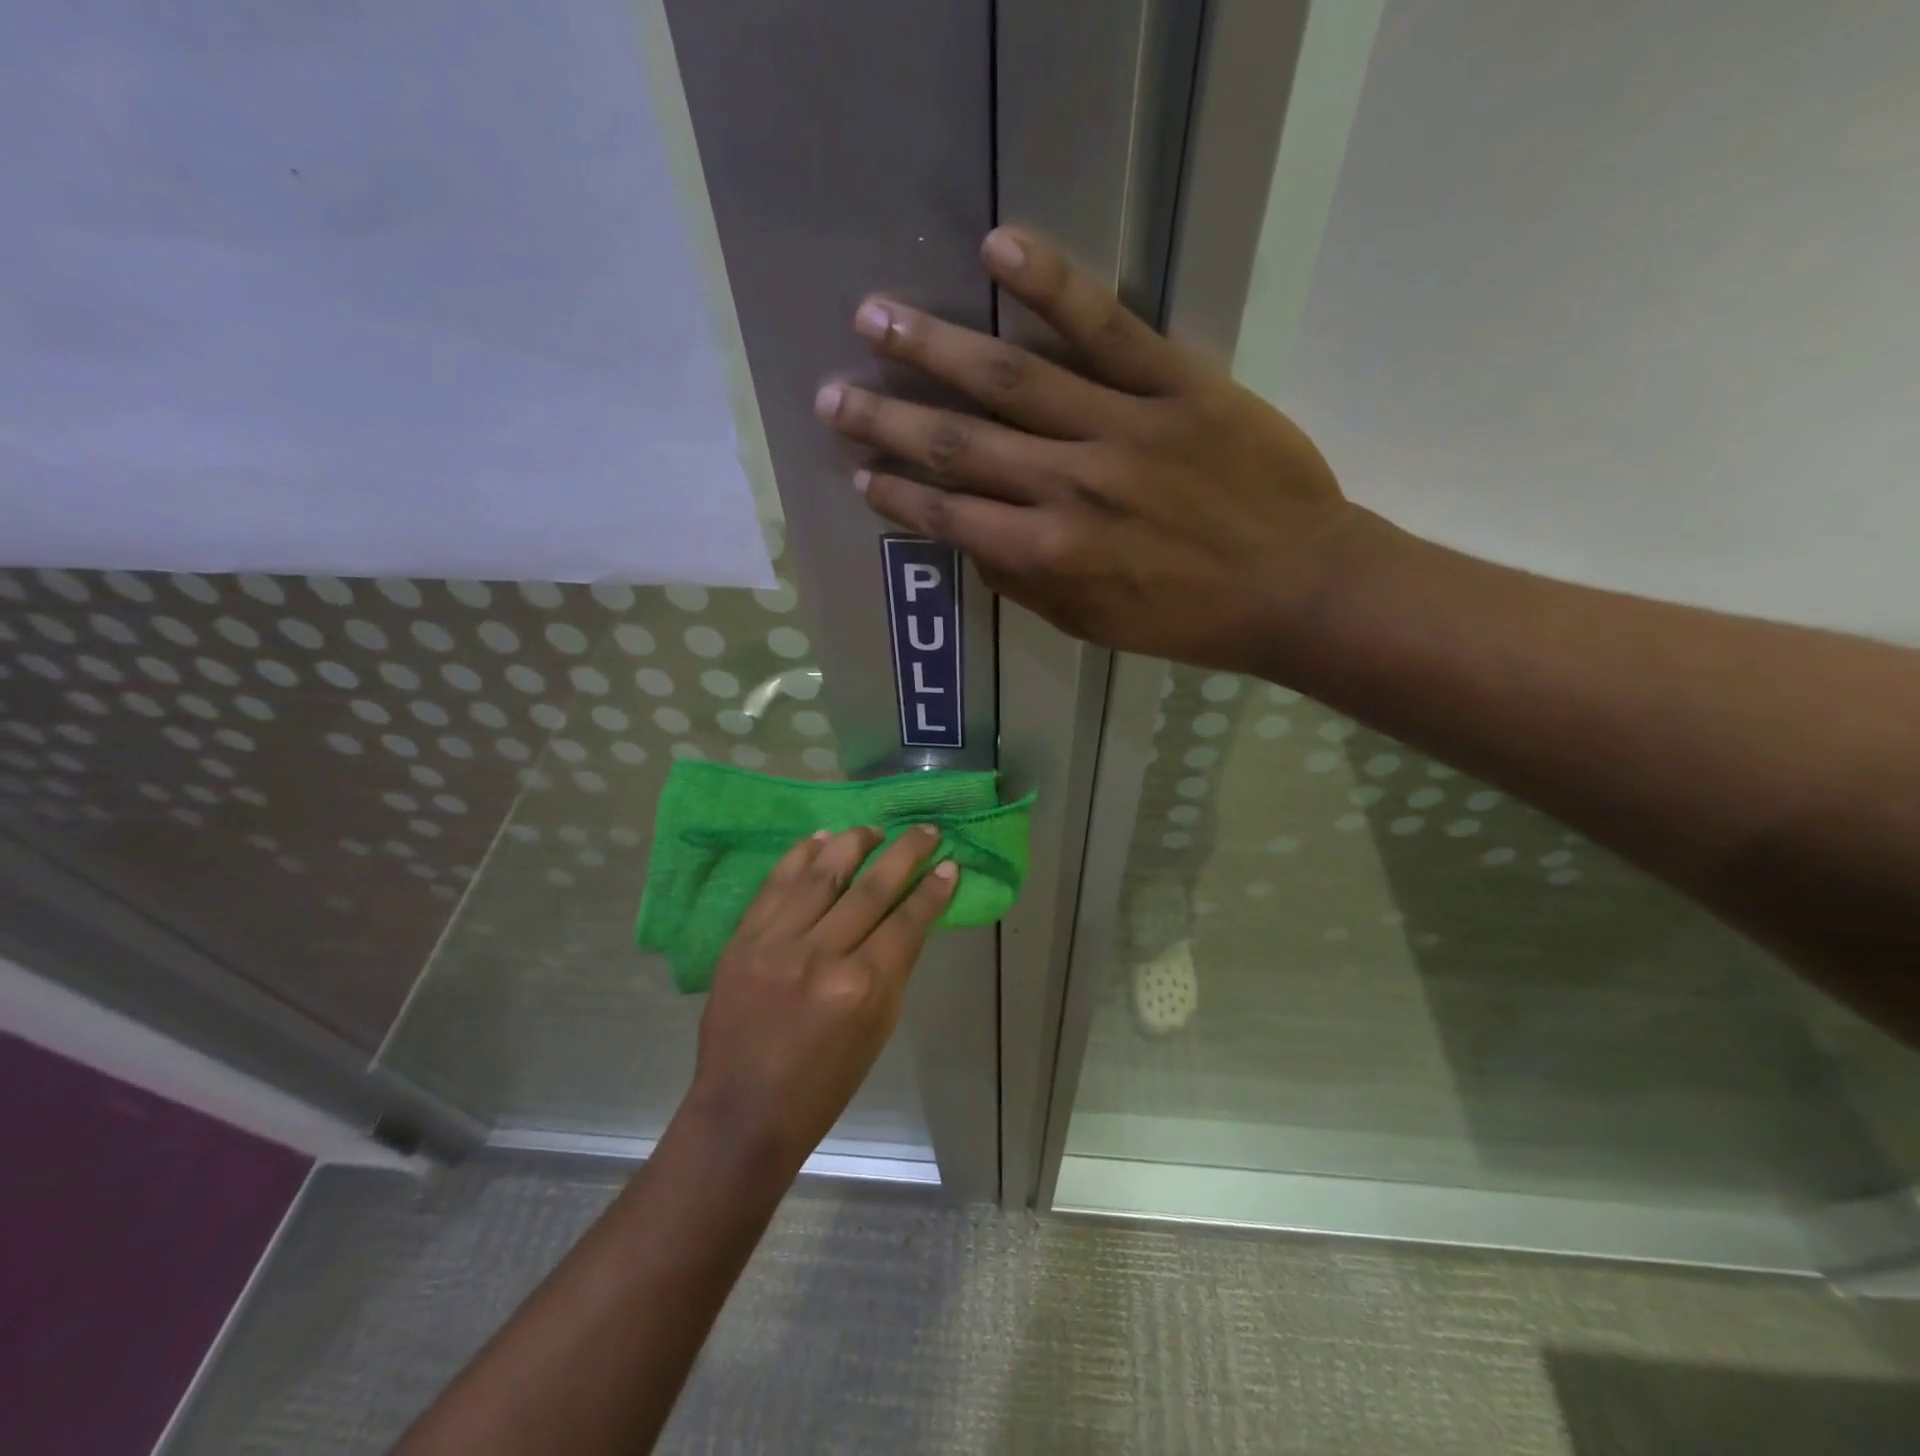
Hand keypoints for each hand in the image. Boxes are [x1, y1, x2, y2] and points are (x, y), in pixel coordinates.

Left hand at [682, 826, 955, 1176]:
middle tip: (926, 831)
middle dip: (906, 852)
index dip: (933, 889)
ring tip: (873, 830)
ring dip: (853, 842)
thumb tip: (911, 915)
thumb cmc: (825, 1083)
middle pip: (872, 887)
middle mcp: (820, 956)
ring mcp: (776, 944)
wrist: (744, 1111)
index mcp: (862, 988)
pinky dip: (801, 855)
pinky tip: (822, 838)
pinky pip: (776, 883)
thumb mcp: (878, 1029)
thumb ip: (895, 967)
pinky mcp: (743, 940)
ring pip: (823, 872)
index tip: (950, 864)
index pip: (908, 921)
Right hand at [814, 228, 1374, 676]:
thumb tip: (972, 542)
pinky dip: (1050, 286)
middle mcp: (1068, 489)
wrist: (1296, 587)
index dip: (900, 495)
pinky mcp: (1176, 384)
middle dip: (888, 420)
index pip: (952, 518)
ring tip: (875, 316)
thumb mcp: (1093, 624)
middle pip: (961, 445)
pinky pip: (1105, 327)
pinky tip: (999, 250)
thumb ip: (1025, 585)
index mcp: (1049, 556)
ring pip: (1012, 380)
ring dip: (934, 348)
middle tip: (832, 394)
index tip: (860, 472)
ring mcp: (1120, 429)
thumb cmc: (1189, 618)